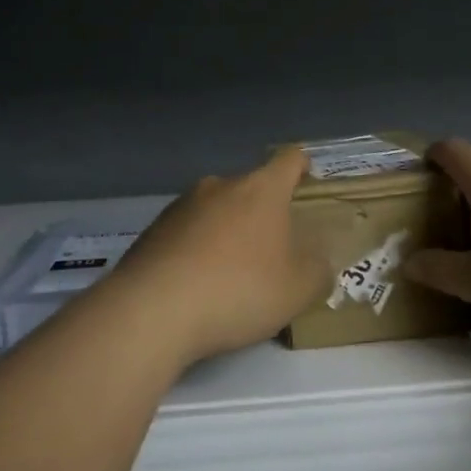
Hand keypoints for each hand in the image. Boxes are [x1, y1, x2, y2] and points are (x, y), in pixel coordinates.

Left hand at [103, 148, 327, 365]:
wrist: (153, 310)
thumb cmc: (239, 289)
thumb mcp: (298, 289)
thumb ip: (318, 271)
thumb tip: (318, 263)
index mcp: (261, 189)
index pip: (289, 160)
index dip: (302, 166)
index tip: (307, 179)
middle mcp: (220, 186)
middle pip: (250, 188)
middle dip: (263, 212)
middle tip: (273, 248)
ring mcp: (181, 206)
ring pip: (216, 210)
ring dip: (227, 232)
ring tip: (231, 273)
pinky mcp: (152, 231)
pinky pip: (186, 234)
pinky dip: (196, 251)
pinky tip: (196, 286)